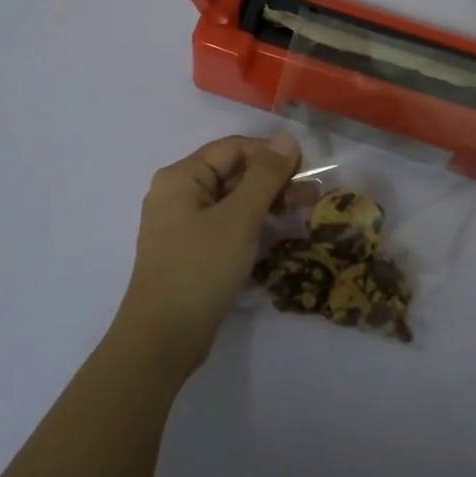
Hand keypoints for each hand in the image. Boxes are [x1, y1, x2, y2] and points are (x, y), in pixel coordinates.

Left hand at [114, 132, 301, 375]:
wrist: (163, 338)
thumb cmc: (201, 270)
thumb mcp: (239, 218)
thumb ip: (265, 175)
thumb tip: (286, 138)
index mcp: (181, 177)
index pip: (233, 148)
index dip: (271, 154)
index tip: (306, 170)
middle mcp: (177, 194)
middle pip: (232, 173)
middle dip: (273, 180)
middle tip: (312, 196)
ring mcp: (182, 224)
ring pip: (231, 200)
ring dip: (266, 203)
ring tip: (301, 213)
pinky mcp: (191, 251)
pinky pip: (225, 225)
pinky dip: (251, 224)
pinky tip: (276, 234)